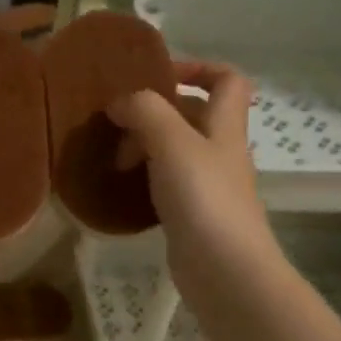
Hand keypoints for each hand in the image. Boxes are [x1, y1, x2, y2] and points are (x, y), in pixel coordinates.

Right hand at [108, 62, 276, 283]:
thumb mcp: (172, 143)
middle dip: (153, 113)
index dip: (196, 68)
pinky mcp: (192, 214)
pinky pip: (165, 183)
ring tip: (113, 161)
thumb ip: (146, 112)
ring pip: (174, 150)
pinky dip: (143, 179)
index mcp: (224, 126)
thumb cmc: (203, 199)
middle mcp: (220, 151)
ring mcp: (207, 185)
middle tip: (117, 127)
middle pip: (191, 115)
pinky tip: (122, 189)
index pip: (226, 80)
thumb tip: (121, 102)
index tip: (156, 77)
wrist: (225, 271)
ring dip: (143, 147)